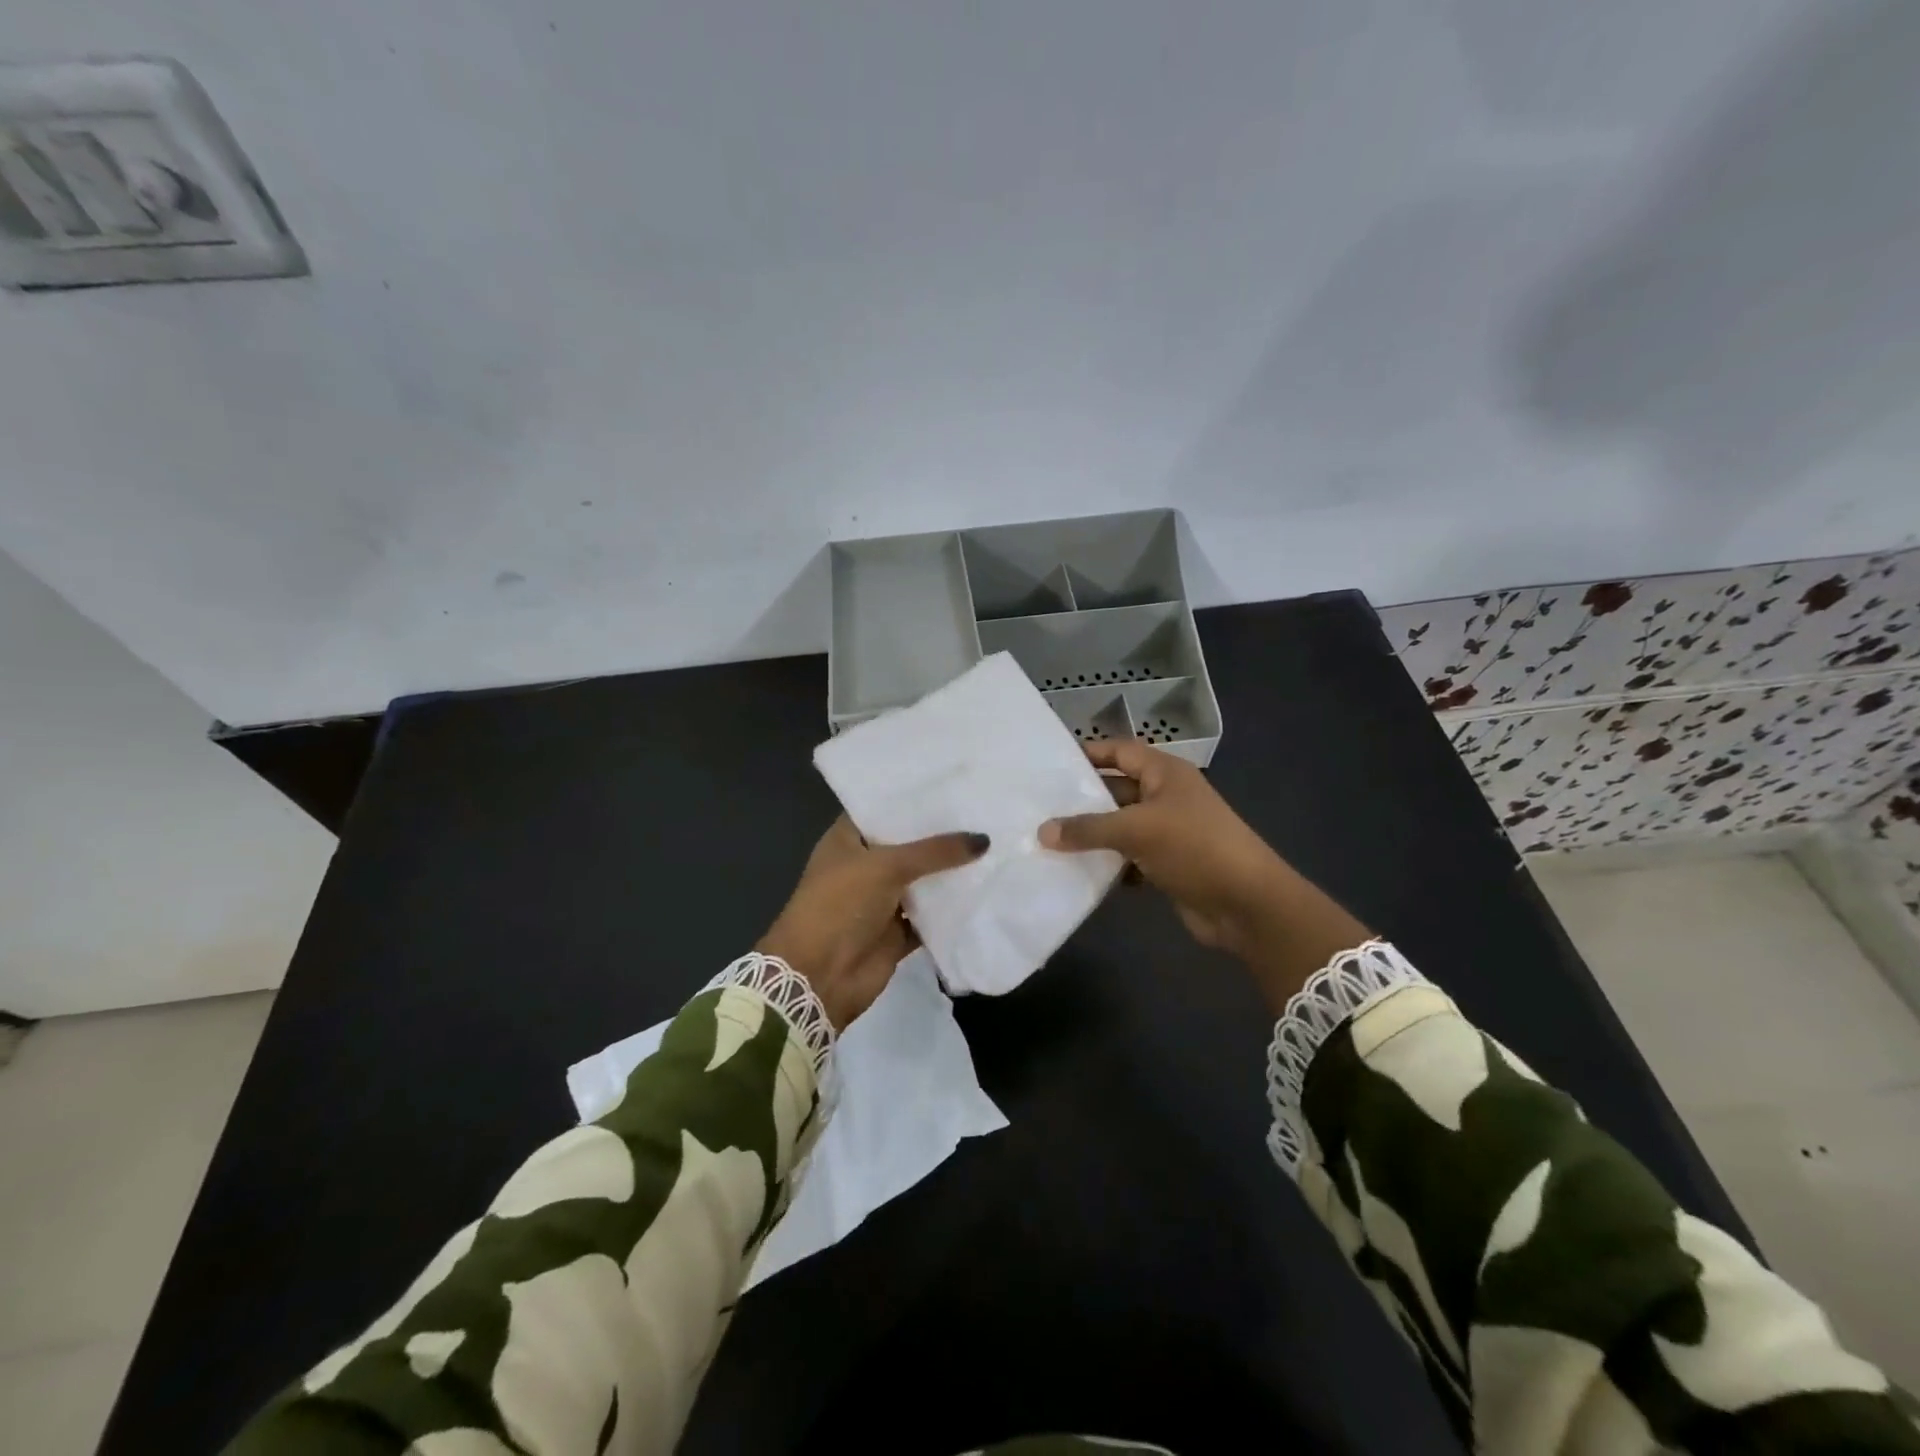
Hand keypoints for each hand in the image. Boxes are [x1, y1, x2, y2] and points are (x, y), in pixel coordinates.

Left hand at [758, 817, 988, 1028]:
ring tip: (992, 844)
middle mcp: (864, 866)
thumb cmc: (840, 905)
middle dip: (940, 834)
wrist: (818, 977)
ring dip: (950, 871)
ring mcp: (880, 901)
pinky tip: (985, 890)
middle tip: (982, 811)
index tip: (950, 783)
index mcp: (847, 840)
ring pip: (921, 881)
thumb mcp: (886, 867)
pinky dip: (951, 909)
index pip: (881, 809)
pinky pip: (930, 916)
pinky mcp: (897, 932)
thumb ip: (935, 851)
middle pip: (907, 845)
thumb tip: (984, 839)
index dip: (911, 797)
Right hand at [1039, 741, 1369, 1008]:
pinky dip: (1108, 864)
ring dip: (1091, 836)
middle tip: (1038, 807)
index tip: (1051, 765)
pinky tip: (1078, 872)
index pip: (1120, 751)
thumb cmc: (1195, 848)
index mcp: (1165, 773)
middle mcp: (1166, 796)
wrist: (1247, 905)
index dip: (1089, 753)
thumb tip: (1043, 831)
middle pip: (1116, 789)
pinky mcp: (1167, 864)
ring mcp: (1168, 832)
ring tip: (1047, 841)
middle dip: (1082, 800)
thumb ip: (1088, 829)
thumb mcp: (1137, 830)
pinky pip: (1128, 857)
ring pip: (1120, 826)